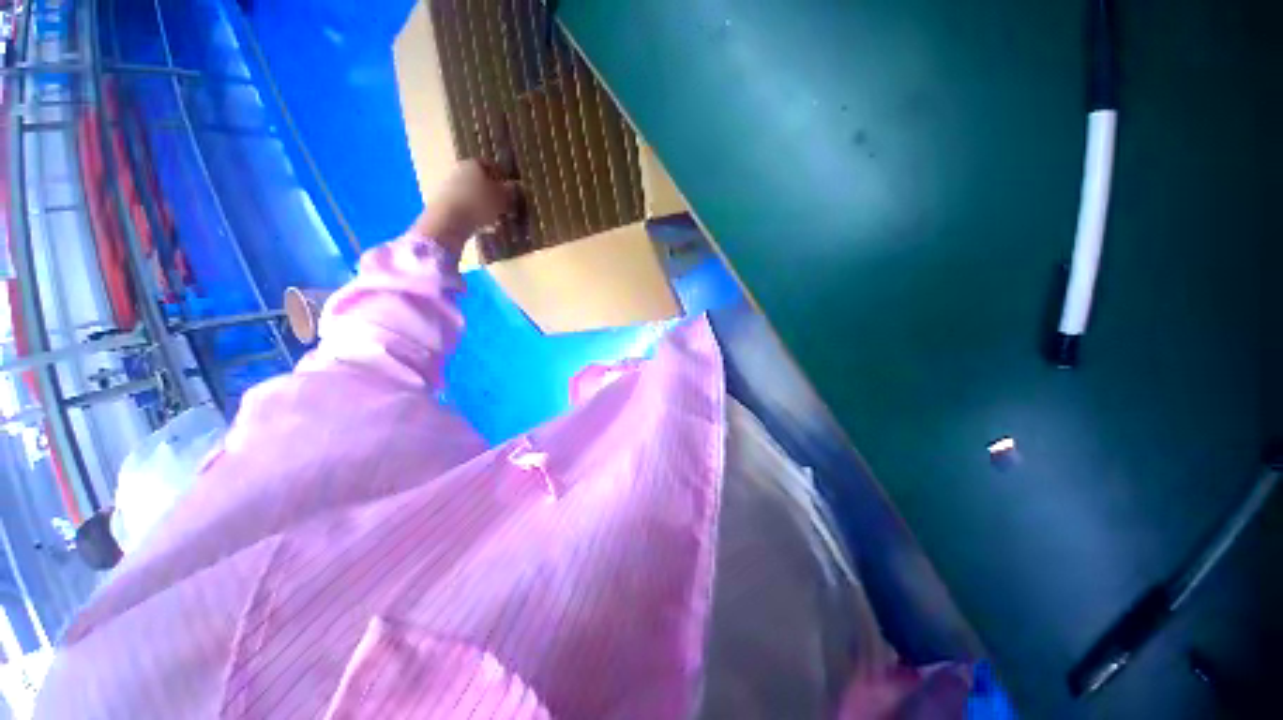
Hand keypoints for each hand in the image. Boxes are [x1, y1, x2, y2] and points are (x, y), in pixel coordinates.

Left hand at [412, 160, 518, 255]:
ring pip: (473, 194)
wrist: (448, 219)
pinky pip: (466, 207)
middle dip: (492, 192)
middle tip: (505, 204)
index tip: (510, 189)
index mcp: (473, 165)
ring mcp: (451, 187)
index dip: (502, 177)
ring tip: (497, 218)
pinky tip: (485, 225)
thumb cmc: (479, 204)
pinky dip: (476, 214)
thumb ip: (509, 192)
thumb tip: (516, 187)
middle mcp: (460, 171)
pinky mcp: (446, 203)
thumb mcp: (501, 199)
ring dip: (484, 204)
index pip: (490, 166)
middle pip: (480, 180)